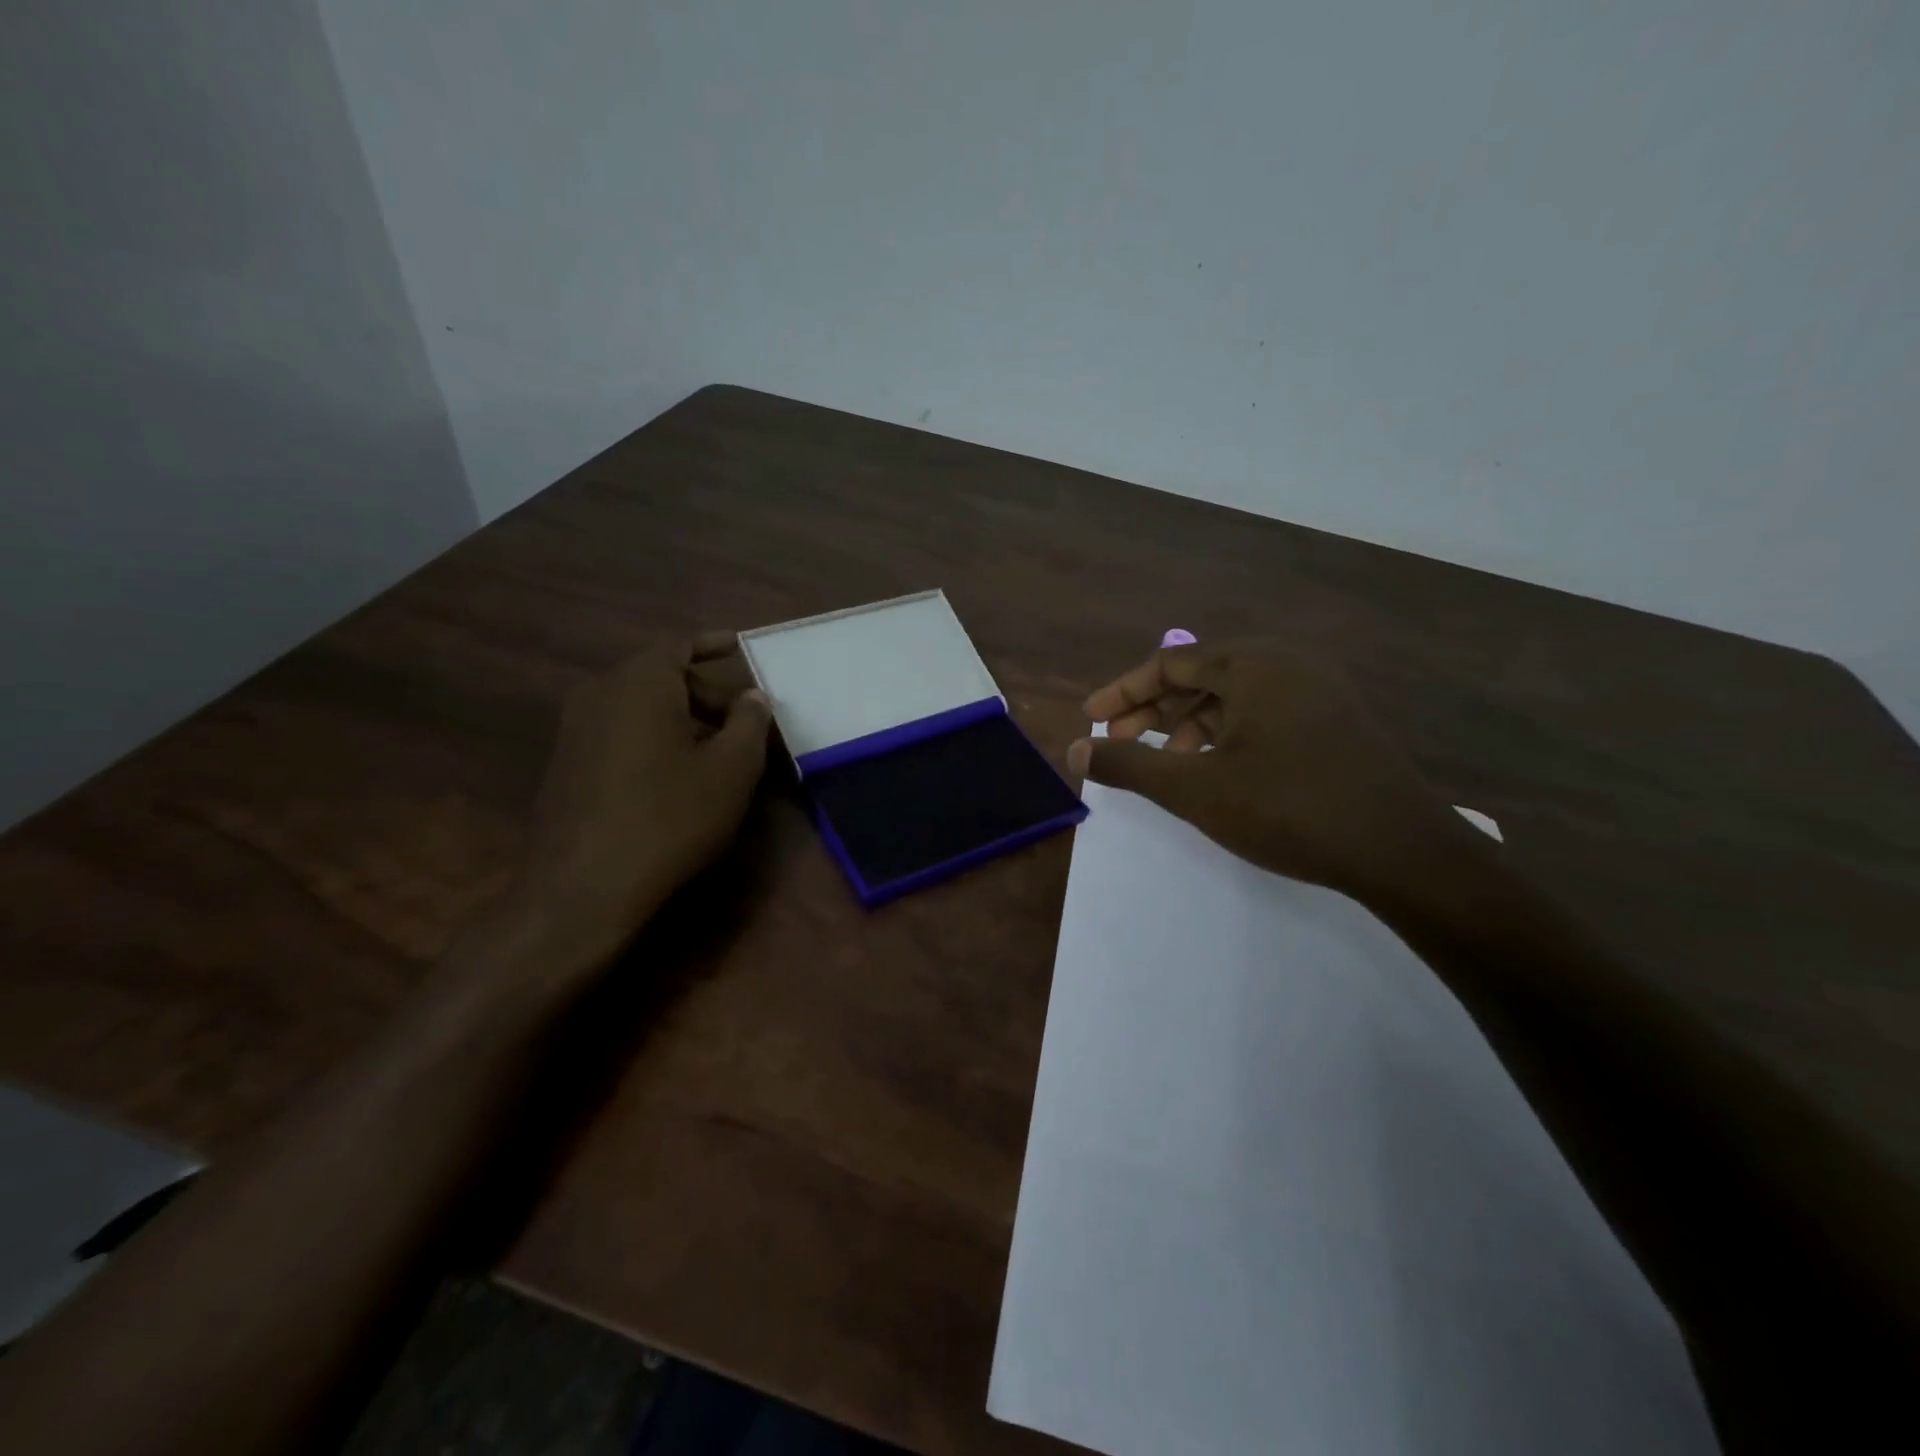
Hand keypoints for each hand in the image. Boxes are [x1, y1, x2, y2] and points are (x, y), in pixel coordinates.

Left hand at [515, 633, 771, 955]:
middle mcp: (600, 693)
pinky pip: (619, 732)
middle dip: (704, 691)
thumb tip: (753, 696)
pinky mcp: (566, 764)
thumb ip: (749, 722)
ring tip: (716, 749)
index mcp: (640, 682)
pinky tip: (676, 774)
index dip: (713, 644)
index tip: (739, 644)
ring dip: (680, 717)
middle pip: (659, 676)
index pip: (679, 645)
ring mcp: (575, 730)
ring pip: (638, 706)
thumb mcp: (732, 768)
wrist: (584, 887)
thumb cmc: (671, 816)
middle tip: (742, 718)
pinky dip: (653, 737)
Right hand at [1068, 641, 1472, 903]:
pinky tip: (1219, 768)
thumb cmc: (1289, 808)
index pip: (1169, 663)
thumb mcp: (1195, 789)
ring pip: (1234, 695)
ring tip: (1169, 761)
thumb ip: (1128, 764)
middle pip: (1201, 675)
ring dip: (1190, 723)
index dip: (1123, 691)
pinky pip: (1265, 710)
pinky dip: (1229, 732)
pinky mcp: (1337, 718)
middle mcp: (1287, 662)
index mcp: (1252, 663)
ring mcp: (1318, 689)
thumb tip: (1075, 749)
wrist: (1403, 851)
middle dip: (1154, 708)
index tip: (1091, 720)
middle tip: (1120, 741)